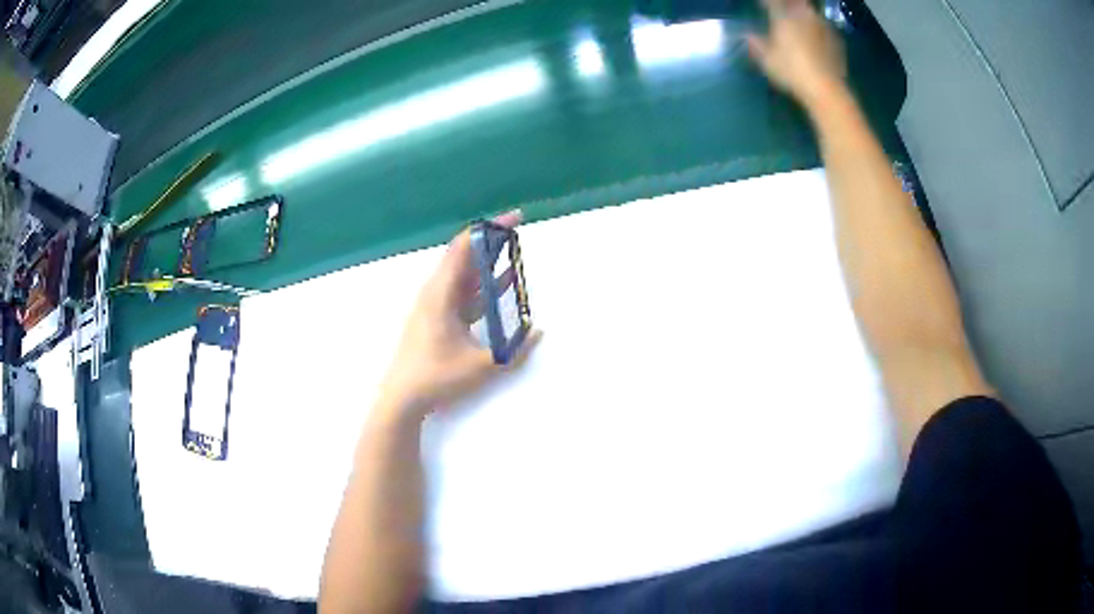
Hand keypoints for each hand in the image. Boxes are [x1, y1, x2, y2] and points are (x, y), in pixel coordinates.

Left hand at [378, 211, 541, 419]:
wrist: (402, 398)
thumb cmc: (437, 377)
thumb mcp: (481, 365)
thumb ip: (513, 349)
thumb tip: (537, 331)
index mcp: (441, 293)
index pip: (464, 247)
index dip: (489, 229)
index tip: (513, 219)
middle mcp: (436, 292)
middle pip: (464, 256)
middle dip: (491, 242)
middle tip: (517, 233)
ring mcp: (435, 305)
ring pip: (464, 275)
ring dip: (488, 263)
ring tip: (514, 252)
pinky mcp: (437, 318)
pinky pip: (463, 293)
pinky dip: (483, 286)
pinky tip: (503, 286)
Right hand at [746, 0, 846, 108]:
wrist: (826, 89)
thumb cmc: (792, 71)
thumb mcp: (767, 60)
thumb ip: (756, 44)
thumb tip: (747, 35)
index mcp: (783, 16)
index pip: (771, 2)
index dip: (765, 2)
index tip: (761, 5)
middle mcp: (803, 15)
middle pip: (796, 2)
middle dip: (789, 4)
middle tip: (783, 10)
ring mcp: (822, 26)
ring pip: (810, 11)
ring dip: (804, 13)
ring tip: (799, 20)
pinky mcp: (836, 39)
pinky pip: (824, 26)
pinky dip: (817, 28)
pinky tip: (815, 37)